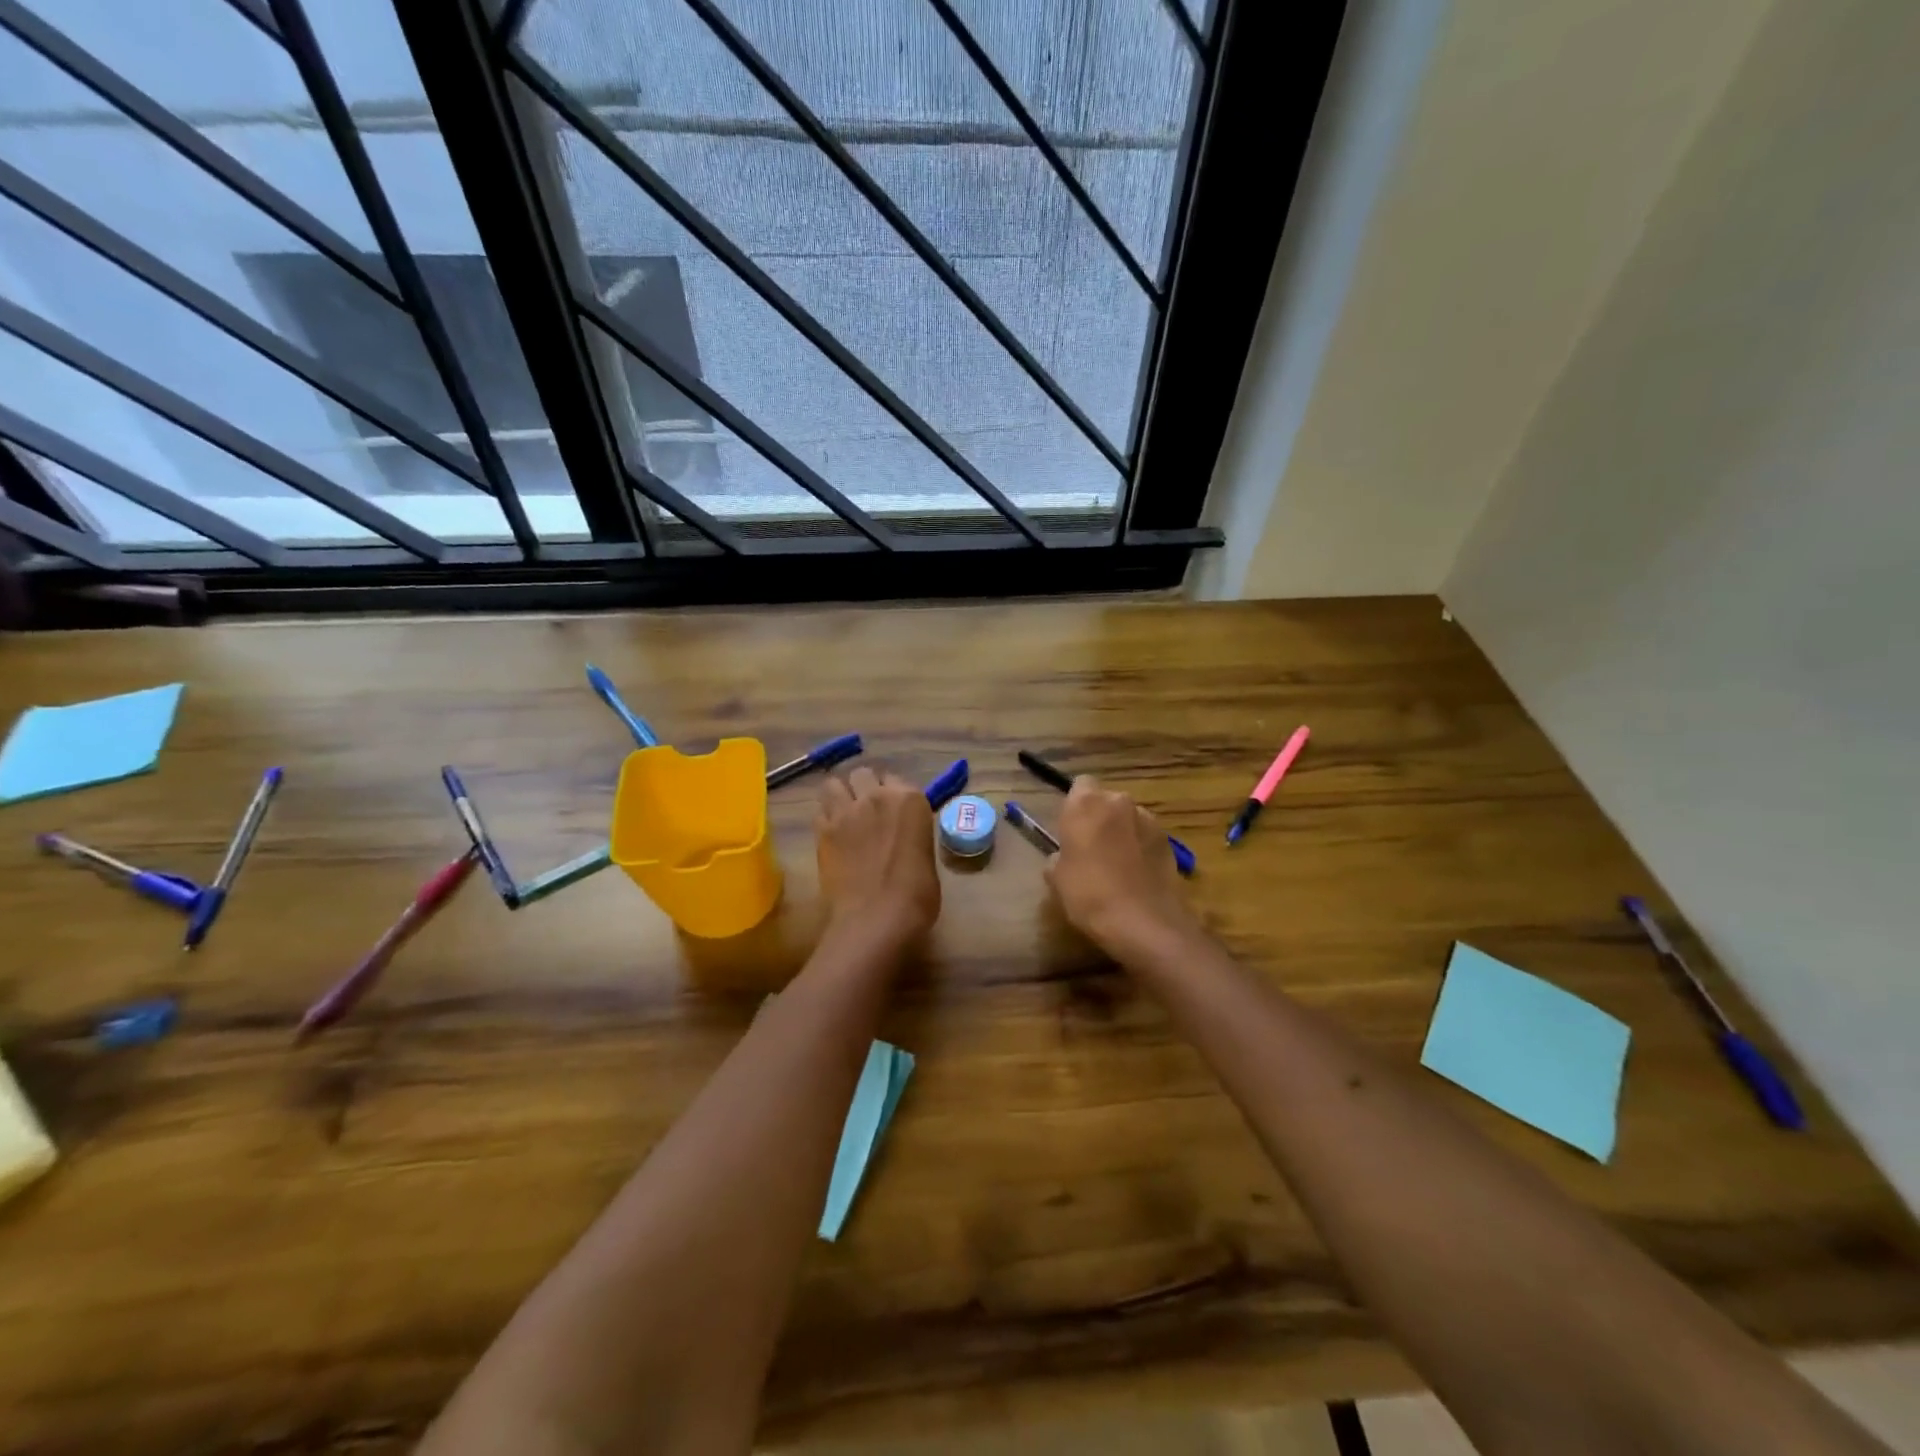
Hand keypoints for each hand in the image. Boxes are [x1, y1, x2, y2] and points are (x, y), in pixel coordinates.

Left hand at [816, 766, 940, 947]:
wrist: (876, 918)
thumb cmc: (916, 896)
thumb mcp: (925, 857)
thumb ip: (912, 835)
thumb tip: (901, 837)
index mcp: (909, 800)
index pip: (897, 779)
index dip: (893, 795)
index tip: (893, 812)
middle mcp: (876, 796)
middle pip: (863, 774)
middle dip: (864, 787)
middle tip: (868, 810)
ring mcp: (845, 812)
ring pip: (834, 783)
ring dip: (840, 794)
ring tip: (844, 814)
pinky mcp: (822, 831)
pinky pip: (819, 810)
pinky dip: (825, 817)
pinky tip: (832, 834)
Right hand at [1046, 776, 1198, 962]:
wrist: (1143, 923)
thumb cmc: (1089, 895)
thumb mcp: (1057, 879)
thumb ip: (1058, 857)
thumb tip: (1063, 857)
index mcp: (1086, 804)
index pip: (1080, 784)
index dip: (1075, 804)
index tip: (1071, 827)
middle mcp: (1119, 802)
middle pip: (1106, 800)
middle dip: (1100, 817)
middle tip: (1091, 848)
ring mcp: (1148, 820)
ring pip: (1129, 818)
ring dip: (1122, 832)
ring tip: (1117, 865)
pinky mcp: (1169, 840)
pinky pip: (1147, 836)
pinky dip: (1141, 848)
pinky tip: (1136, 876)